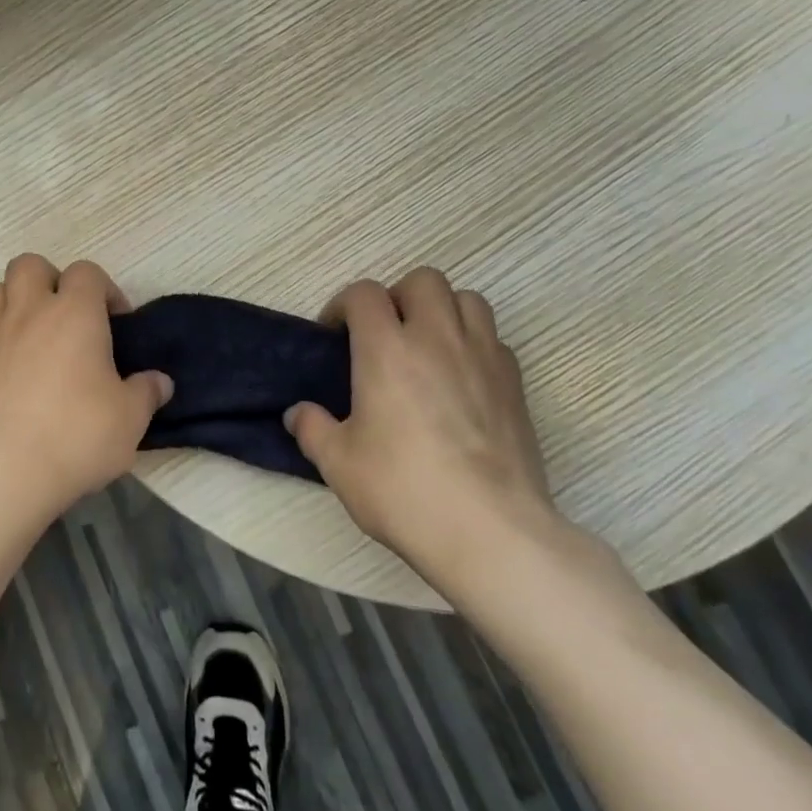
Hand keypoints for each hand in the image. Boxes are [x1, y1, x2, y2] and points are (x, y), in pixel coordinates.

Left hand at [0, 254, 172, 517]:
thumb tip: (160, 382)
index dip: (104, 289)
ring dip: (13, 302)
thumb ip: (146, 393)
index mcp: (75, 313)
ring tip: (31, 335)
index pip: (87, 272)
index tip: (116, 322)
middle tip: (66, 315)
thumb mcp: (129, 420)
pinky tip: (4, 372)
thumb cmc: (75, 435)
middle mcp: (29, 311)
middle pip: (30, 265)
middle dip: (49, 279)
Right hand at [284, 267, 574, 580]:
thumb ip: (313, 429)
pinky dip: (474, 343)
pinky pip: (493, 338)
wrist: (490, 530)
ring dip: (443, 310)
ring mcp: (482, 356)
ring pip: (467, 299)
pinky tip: (462, 379)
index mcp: (386, 349)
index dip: (344, 305)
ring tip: (428, 346)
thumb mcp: (339, 464)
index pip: (364, 293)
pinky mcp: (515, 383)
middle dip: (399, 297)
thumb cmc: (404, 490)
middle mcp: (436, 338)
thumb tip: (296, 414)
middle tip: (386, 334)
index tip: (335, 334)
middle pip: (422, 280)